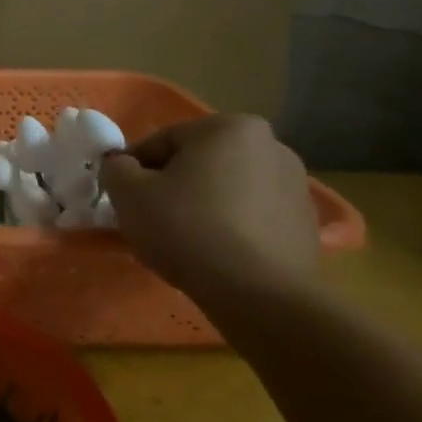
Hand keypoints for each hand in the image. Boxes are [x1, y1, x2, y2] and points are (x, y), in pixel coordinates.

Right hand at [100, 113, 318, 299]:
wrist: (258, 294)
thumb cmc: (186, 228)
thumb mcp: (127, 192)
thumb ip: (115, 168)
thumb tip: (122, 166)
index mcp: (228, 127)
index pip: (161, 142)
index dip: (134, 169)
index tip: (123, 197)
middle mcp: (271, 146)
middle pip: (197, 162)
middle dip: (171, 185)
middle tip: (150, 217)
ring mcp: (295, 185)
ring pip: (225, 188)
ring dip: (200, 204)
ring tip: (181, 239)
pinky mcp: (305, 223)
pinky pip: (250, 215)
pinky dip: (229, 226)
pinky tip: (213, 253)